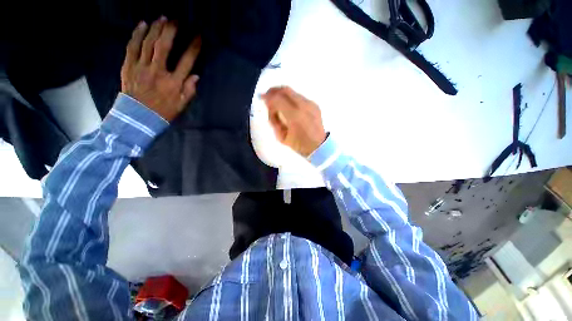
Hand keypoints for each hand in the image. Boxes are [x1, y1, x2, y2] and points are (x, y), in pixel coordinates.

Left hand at [121, 17, 201, 121]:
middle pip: (164, 46)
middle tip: (176, 20)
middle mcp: (157, 72)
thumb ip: (189, 90)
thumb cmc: (163, 112)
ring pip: (147, 43)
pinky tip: (142, 25)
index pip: (186, 62)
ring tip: (162, 18)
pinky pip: (132, 47)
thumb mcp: (181, 105)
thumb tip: (196, 76)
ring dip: (155, 28)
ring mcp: (141, 67)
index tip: (199, 37)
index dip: (193, 48)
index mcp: (173, 83)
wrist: (137, 118)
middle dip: (171, 31)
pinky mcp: (128, 66)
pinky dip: (137, 34)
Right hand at [262, 86, 326, 156]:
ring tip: (276, 101)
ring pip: (293, 92)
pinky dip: (291, 98)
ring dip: (282, 94)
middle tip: (267, 95)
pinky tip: (288, 105)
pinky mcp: (315, 104)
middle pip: (286, 90)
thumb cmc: (299, 145)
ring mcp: (311, 104)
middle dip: (274, 90)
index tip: (261, 98)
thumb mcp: (281, 136)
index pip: (278, 98)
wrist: (319, 146)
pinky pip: (299, 97)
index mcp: (294, 116)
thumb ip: (274, 120)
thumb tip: (269, 106)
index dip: (267, 96)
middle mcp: (304, 106)